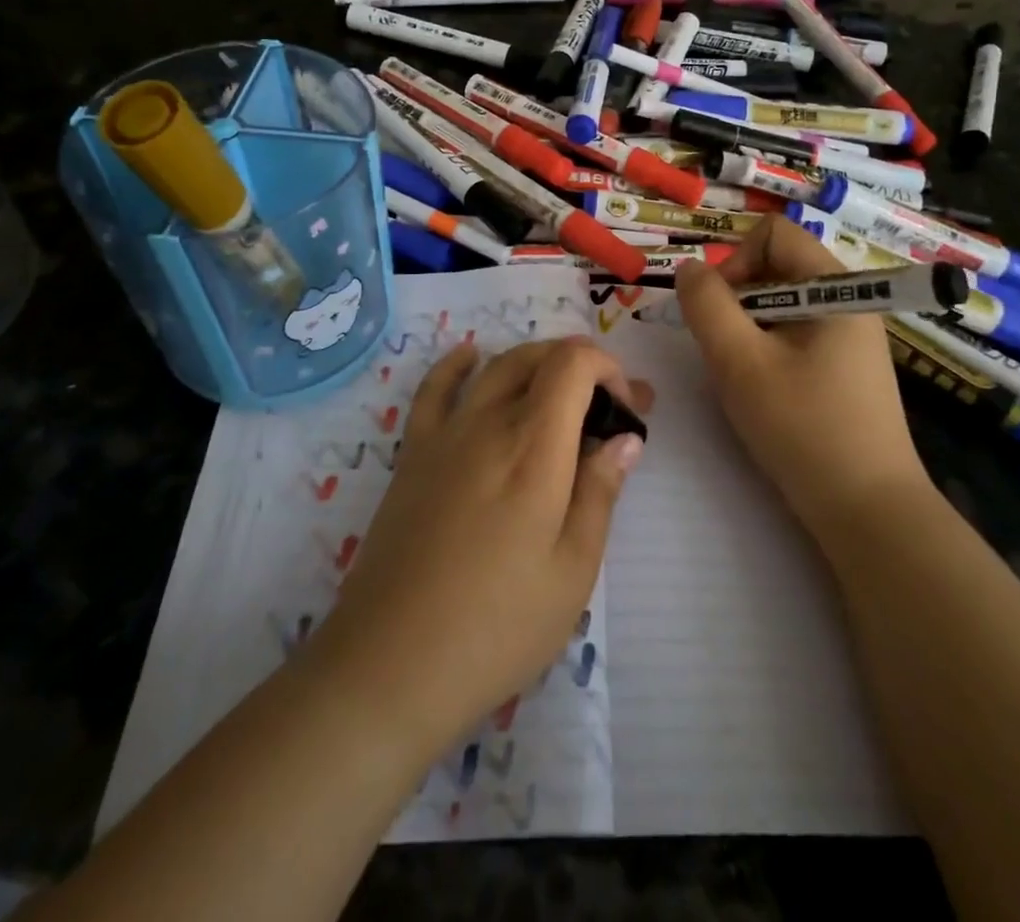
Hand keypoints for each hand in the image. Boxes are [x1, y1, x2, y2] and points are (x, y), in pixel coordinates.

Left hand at [308, 337, 650, 757]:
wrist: (392, 662)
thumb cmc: (498, 625)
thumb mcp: (572, 570)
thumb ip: (600, 492)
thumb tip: (626, 438)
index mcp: (534, 447)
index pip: (574, 363)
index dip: (608, 369)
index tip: (626, 413)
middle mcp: (489, 422)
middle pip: (538, 357)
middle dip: (583, 370)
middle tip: (608, 412)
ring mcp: (445, 434)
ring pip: (496, 366)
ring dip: (537, 364)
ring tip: (561, 395)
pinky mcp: (413, 454)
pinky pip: (434, 389)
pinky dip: (458, 363)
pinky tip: (470, 357)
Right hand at [674, 216, 929, 536]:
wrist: (868, 512)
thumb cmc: (803, 428)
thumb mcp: (740, 362)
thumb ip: (707, 306)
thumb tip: (689, 269)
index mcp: (836, 288)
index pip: (774, 234)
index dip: (735, 260)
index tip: (717, 309)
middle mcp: (849, 301)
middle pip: (777, 267)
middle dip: (737, 299)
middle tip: (722, 349)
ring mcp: (850, 337)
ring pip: (781, 305)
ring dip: (748, 328)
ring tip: (740, 375)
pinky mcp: (845, 368)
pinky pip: (795, 334)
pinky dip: (766, 349)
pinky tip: (762, 391)